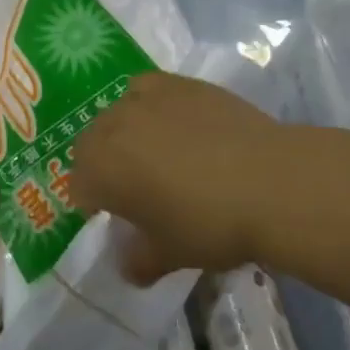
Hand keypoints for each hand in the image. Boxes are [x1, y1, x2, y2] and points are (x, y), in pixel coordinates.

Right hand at [71, 72, 298, 283]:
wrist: (270, 181)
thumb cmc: (209, 224)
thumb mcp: (169, 255)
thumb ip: (138, 261)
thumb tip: (129, 267)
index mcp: (101, 168)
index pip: (79, 185)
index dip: (94, 204)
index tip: (118, 218)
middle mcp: (115, 124)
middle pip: (92, 142)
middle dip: (105, 163)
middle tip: (136, 187)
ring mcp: (149, 97)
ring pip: (119, 111)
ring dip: (127, 131)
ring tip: (158, 151)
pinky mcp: (182, 83)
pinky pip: (151, 90)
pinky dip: (154, 106)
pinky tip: (180, 124)